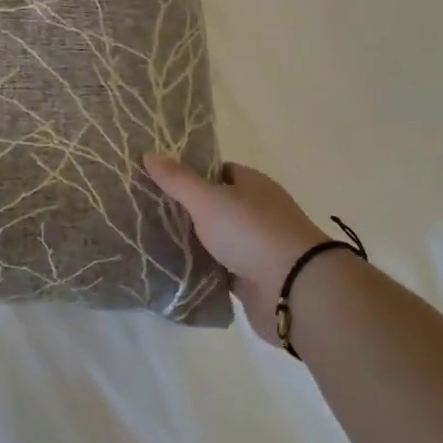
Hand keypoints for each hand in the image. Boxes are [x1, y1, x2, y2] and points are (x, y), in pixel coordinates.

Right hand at [143, 154, 329, 345]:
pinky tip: (175, 271)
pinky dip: (203, 271)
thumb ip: (178, 180)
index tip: (161, 181)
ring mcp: (257, 246)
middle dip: (187, 210)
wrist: (294, 289)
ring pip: (217, 239)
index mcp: (252, 185)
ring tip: (153, 240)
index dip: (192, 174)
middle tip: (149, 211)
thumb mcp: (208, 199)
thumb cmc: (251, 232)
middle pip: (217, 206)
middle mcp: (257, 212)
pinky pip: (221, 270)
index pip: (219, 171)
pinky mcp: (253, 279)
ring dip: (194, 242)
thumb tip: (149, 154)